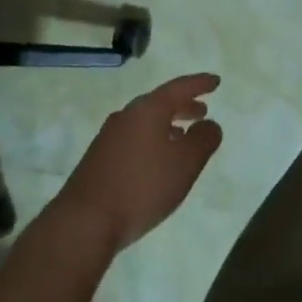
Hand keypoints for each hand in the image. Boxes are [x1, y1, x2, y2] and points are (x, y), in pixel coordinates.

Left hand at [49, 74, 223, 252]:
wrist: (85, 220)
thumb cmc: (142, 187)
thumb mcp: (184, 164)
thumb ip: (202, 140)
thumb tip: (210, 124)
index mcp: (147, 110)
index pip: (178, 88)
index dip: (199, 84)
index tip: (215, 81)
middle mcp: (126, 116)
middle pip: (159, 103)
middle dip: (183, 105)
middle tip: (202, 111)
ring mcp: (109, 136)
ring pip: (145, 122)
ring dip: (167, 125)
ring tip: (183, 136)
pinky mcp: (99, 158)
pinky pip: (134, 138)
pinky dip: (152, 140)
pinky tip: (157, 160)